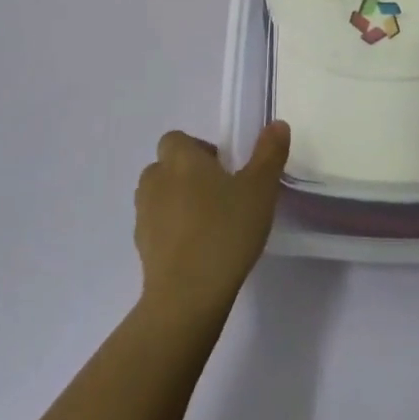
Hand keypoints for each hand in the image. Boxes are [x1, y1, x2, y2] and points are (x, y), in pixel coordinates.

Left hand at [134, 122, 289, 319]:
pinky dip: (171, 231)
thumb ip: (269, 154)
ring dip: (176, 202)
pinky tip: (196, 250)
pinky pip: (156, 227)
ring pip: (158, 196)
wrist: (187, 295)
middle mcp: (156, 180)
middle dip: (187, 175)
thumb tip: (277, 124)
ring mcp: (144, 215)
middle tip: (219, 195)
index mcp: (181, 159)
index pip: (177, 139)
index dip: (198, 149)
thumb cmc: (225, 231)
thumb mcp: (260, 189)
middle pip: (165, 166)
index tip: (223, 169)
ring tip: (207, 223)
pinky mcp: (141, 248)